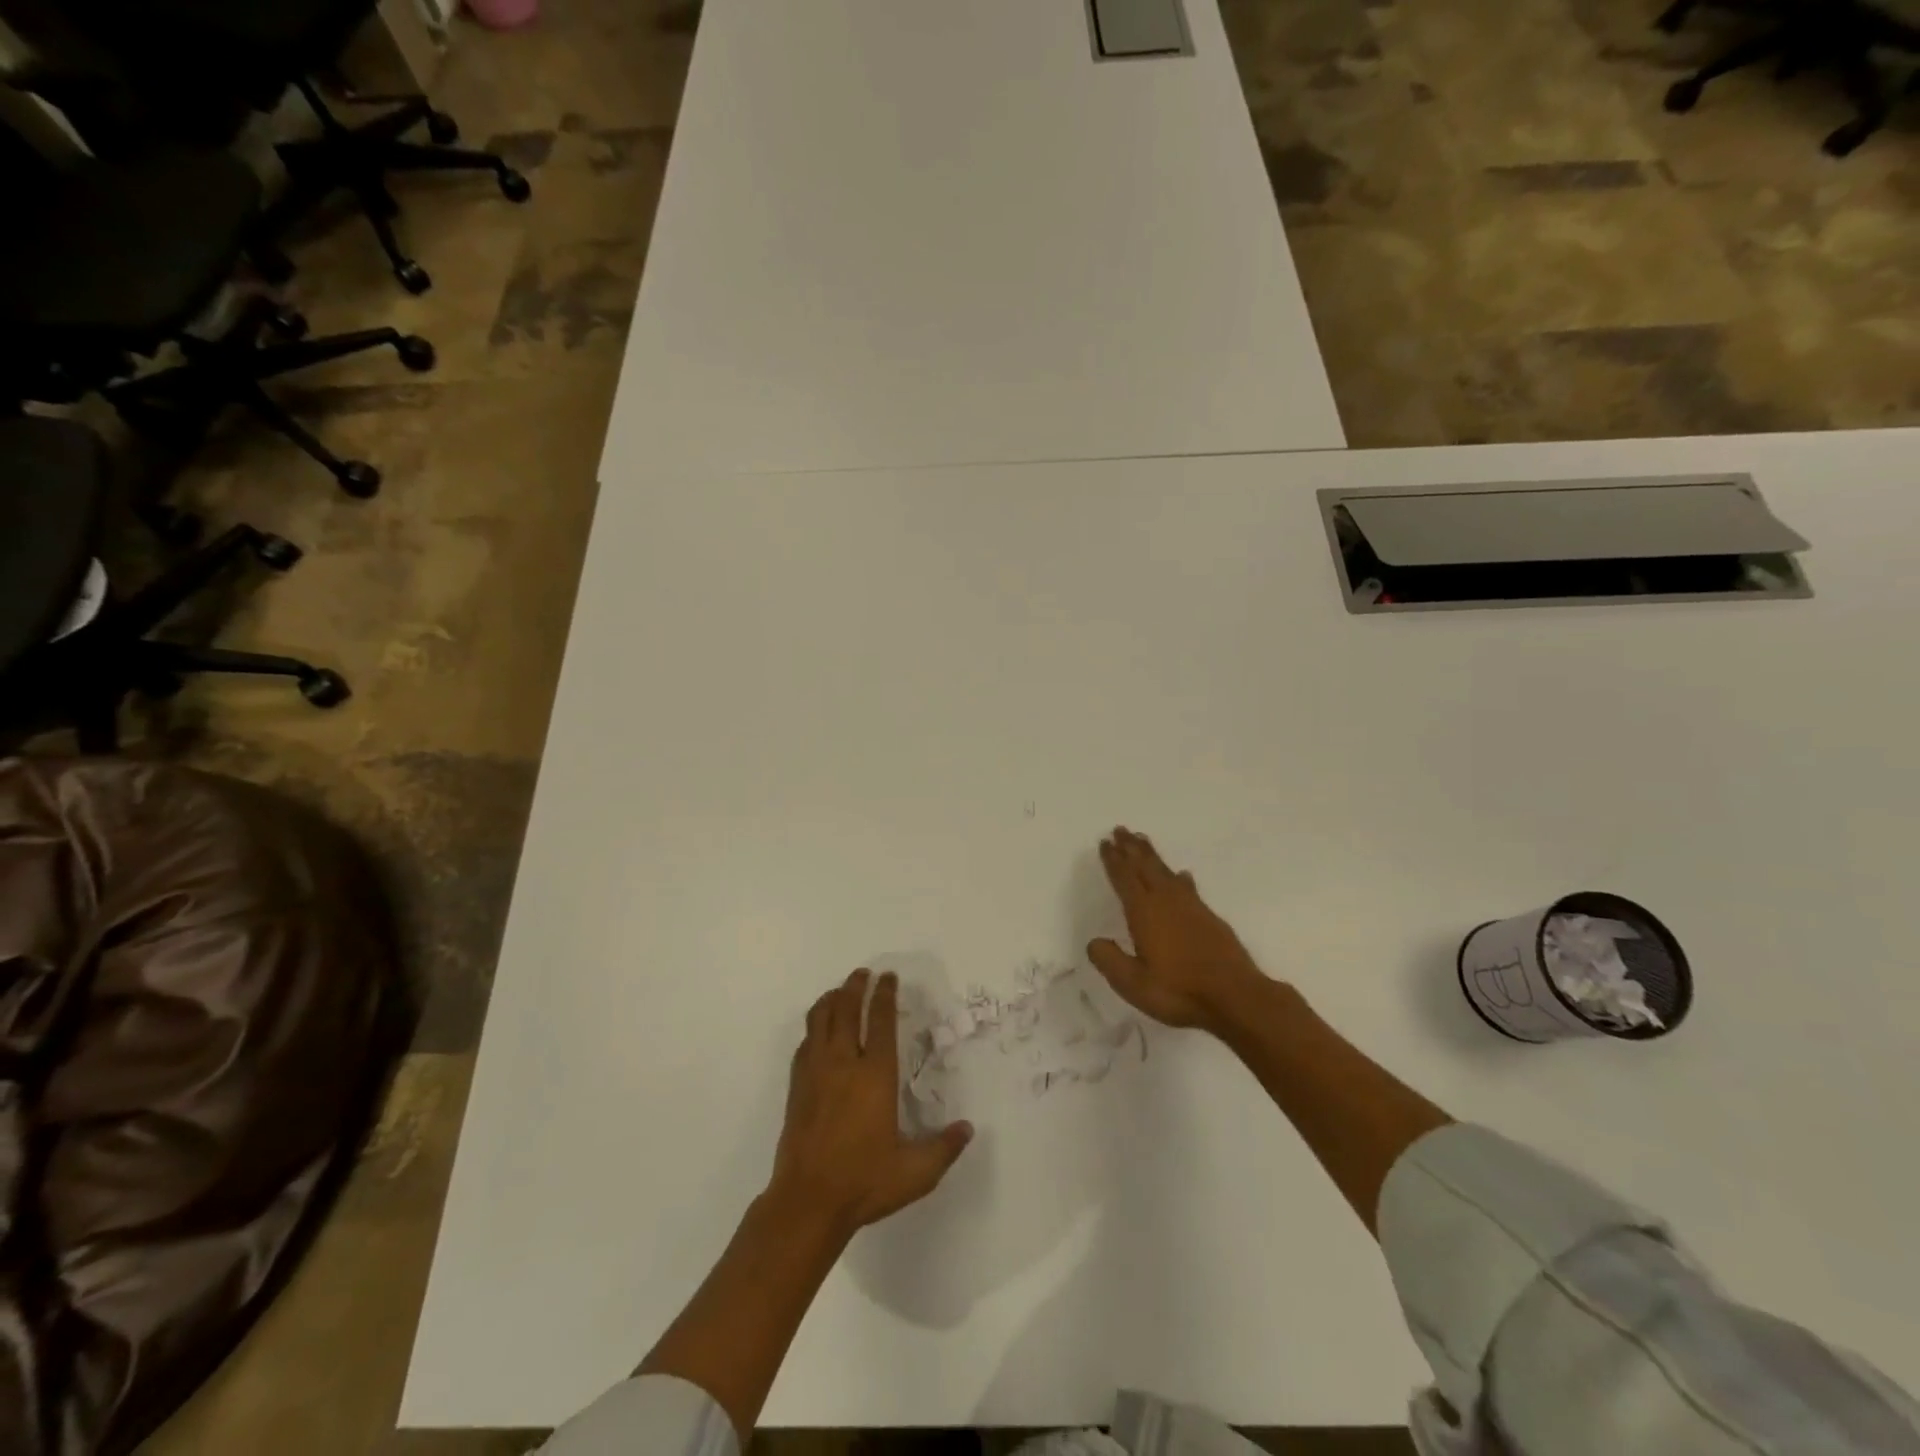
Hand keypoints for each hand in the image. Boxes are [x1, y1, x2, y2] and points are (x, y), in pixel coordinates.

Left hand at [768, 969, 972, 1238]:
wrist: (807, 1202)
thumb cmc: (864, 1182)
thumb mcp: (915, 1172)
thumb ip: (944, 1148)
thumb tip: (968, 1129)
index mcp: (875, 1076)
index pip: (881, 1022)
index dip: (885, 995)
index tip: (888, 977)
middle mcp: (844, 1064)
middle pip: (847, 1010)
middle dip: (855, 986)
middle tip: (863, 973)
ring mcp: (816, 1073)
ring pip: (820, 1020)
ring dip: (831, 1000)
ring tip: (839, 992)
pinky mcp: (797, 1087)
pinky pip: (804, 1043)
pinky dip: (813, 1028)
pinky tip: (818, 1031)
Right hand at [1087, 827, 1273, 1034]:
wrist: (1236, 997)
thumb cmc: (1179, 991)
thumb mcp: (1133, 983)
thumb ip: (1110, 961)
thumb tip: (1094, 941)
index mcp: (1144, 913)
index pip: (1124, 879)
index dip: (1113, 861)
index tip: (1105, 843)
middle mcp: (1167, 902)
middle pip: (1145, 867)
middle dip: (1131, 848)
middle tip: (1121, 829)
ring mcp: (1192, 907)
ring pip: (1166, 872)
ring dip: (1152, 856)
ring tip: (1143, 841)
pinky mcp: (1210, 917)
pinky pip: (1188, 886)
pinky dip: (1179, 877)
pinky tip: (1183, 875)